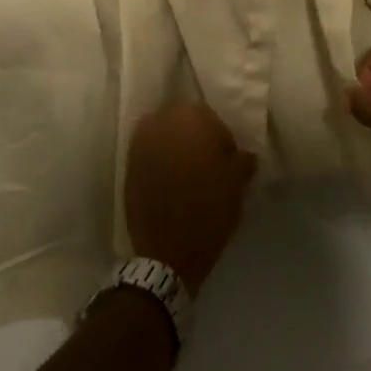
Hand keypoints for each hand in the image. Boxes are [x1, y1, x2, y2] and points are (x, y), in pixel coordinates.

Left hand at [125, 102, 256, 294]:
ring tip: (187, 176)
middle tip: (207, 165)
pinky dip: (160, 164)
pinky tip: (171, 185)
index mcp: (190, 116)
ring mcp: (139, 144)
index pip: (210, 117)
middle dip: (194, 138)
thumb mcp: (237, 183)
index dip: (220, 138)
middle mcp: (160, 121)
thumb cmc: (209, 209)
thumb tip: (244, 155)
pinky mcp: (127, 167)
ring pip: (164, 137)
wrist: (167, 253)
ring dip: (176, 150)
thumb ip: (243, 160)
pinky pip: (149, 156)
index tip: (226, 160)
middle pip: (183, 122)